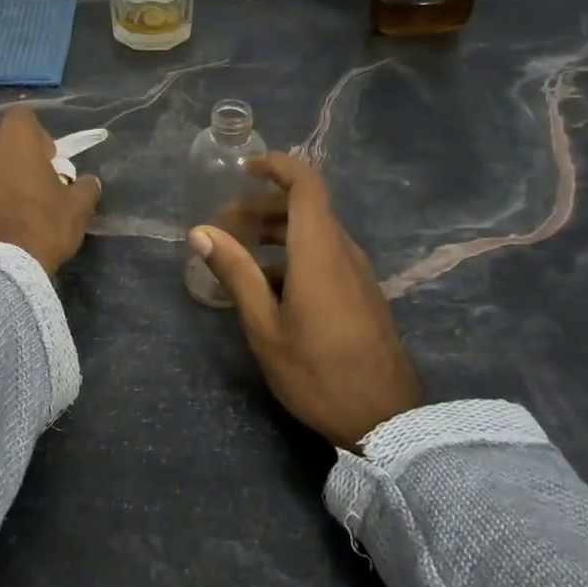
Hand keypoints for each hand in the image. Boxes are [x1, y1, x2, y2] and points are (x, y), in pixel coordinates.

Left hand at [0, 106, 102, 275]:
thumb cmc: (43, 227)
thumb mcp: (77, 209)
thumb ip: (85, 188)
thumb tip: (89, 182)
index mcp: (12, 140)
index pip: (22, 116)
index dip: (37, 134)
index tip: (47, 158)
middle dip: (9, 151)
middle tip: (27, 178)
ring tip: (6, 204)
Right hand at [188, 153, 420, 447]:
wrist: (386, 420)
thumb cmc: (317, 372)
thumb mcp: (265, 325)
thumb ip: (235, 272)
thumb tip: (200, 231)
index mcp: (319, 250)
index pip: (306, 183)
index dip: (276, 166)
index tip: (242, 170)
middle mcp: (342, 251)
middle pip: (305, 207)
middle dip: (261, 206)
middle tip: (223, 226)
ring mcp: (356, 272)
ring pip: (314, 232)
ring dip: (275, 233)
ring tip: (238, 256)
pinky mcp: (361, 293)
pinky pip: (325, 255)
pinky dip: (293, 254)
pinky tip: (267, 287)